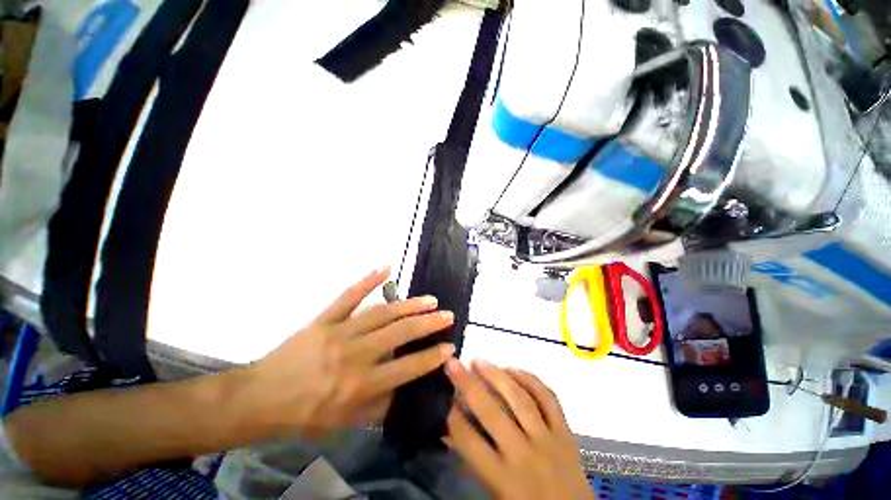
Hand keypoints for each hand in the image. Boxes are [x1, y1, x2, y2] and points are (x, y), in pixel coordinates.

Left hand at [245, 268, 455, 436]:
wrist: (259, 399)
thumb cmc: (304, 415)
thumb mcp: (345, 422)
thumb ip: (378, 404)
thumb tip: (403, 386)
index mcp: (360, 384)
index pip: (407, 369)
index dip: (431, 357)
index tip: (450, 347)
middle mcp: (355, 355)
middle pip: (399, 334)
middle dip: (428, 324)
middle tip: (447, 315)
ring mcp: (339, 332)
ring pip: (381, 313)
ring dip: (409, 304)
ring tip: (429, 299)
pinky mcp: (325, 318)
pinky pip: (348, 296)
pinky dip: (368, 280)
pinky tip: (386, 268)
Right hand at [444, 360, 592, 499]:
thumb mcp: (495, 493)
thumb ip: (474, 460)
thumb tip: (450, 430)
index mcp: (504, 478)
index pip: (469, 441)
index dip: (452, 415)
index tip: (443, 393)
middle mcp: (525, 454)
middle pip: (492, 412)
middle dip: (468, 384)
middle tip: (454, 363)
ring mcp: (548, 440)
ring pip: (520, 399)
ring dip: (497, 375)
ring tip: (480, 361)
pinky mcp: (566, 432)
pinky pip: (548, 398)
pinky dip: (530, 379)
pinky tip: (513, 369)